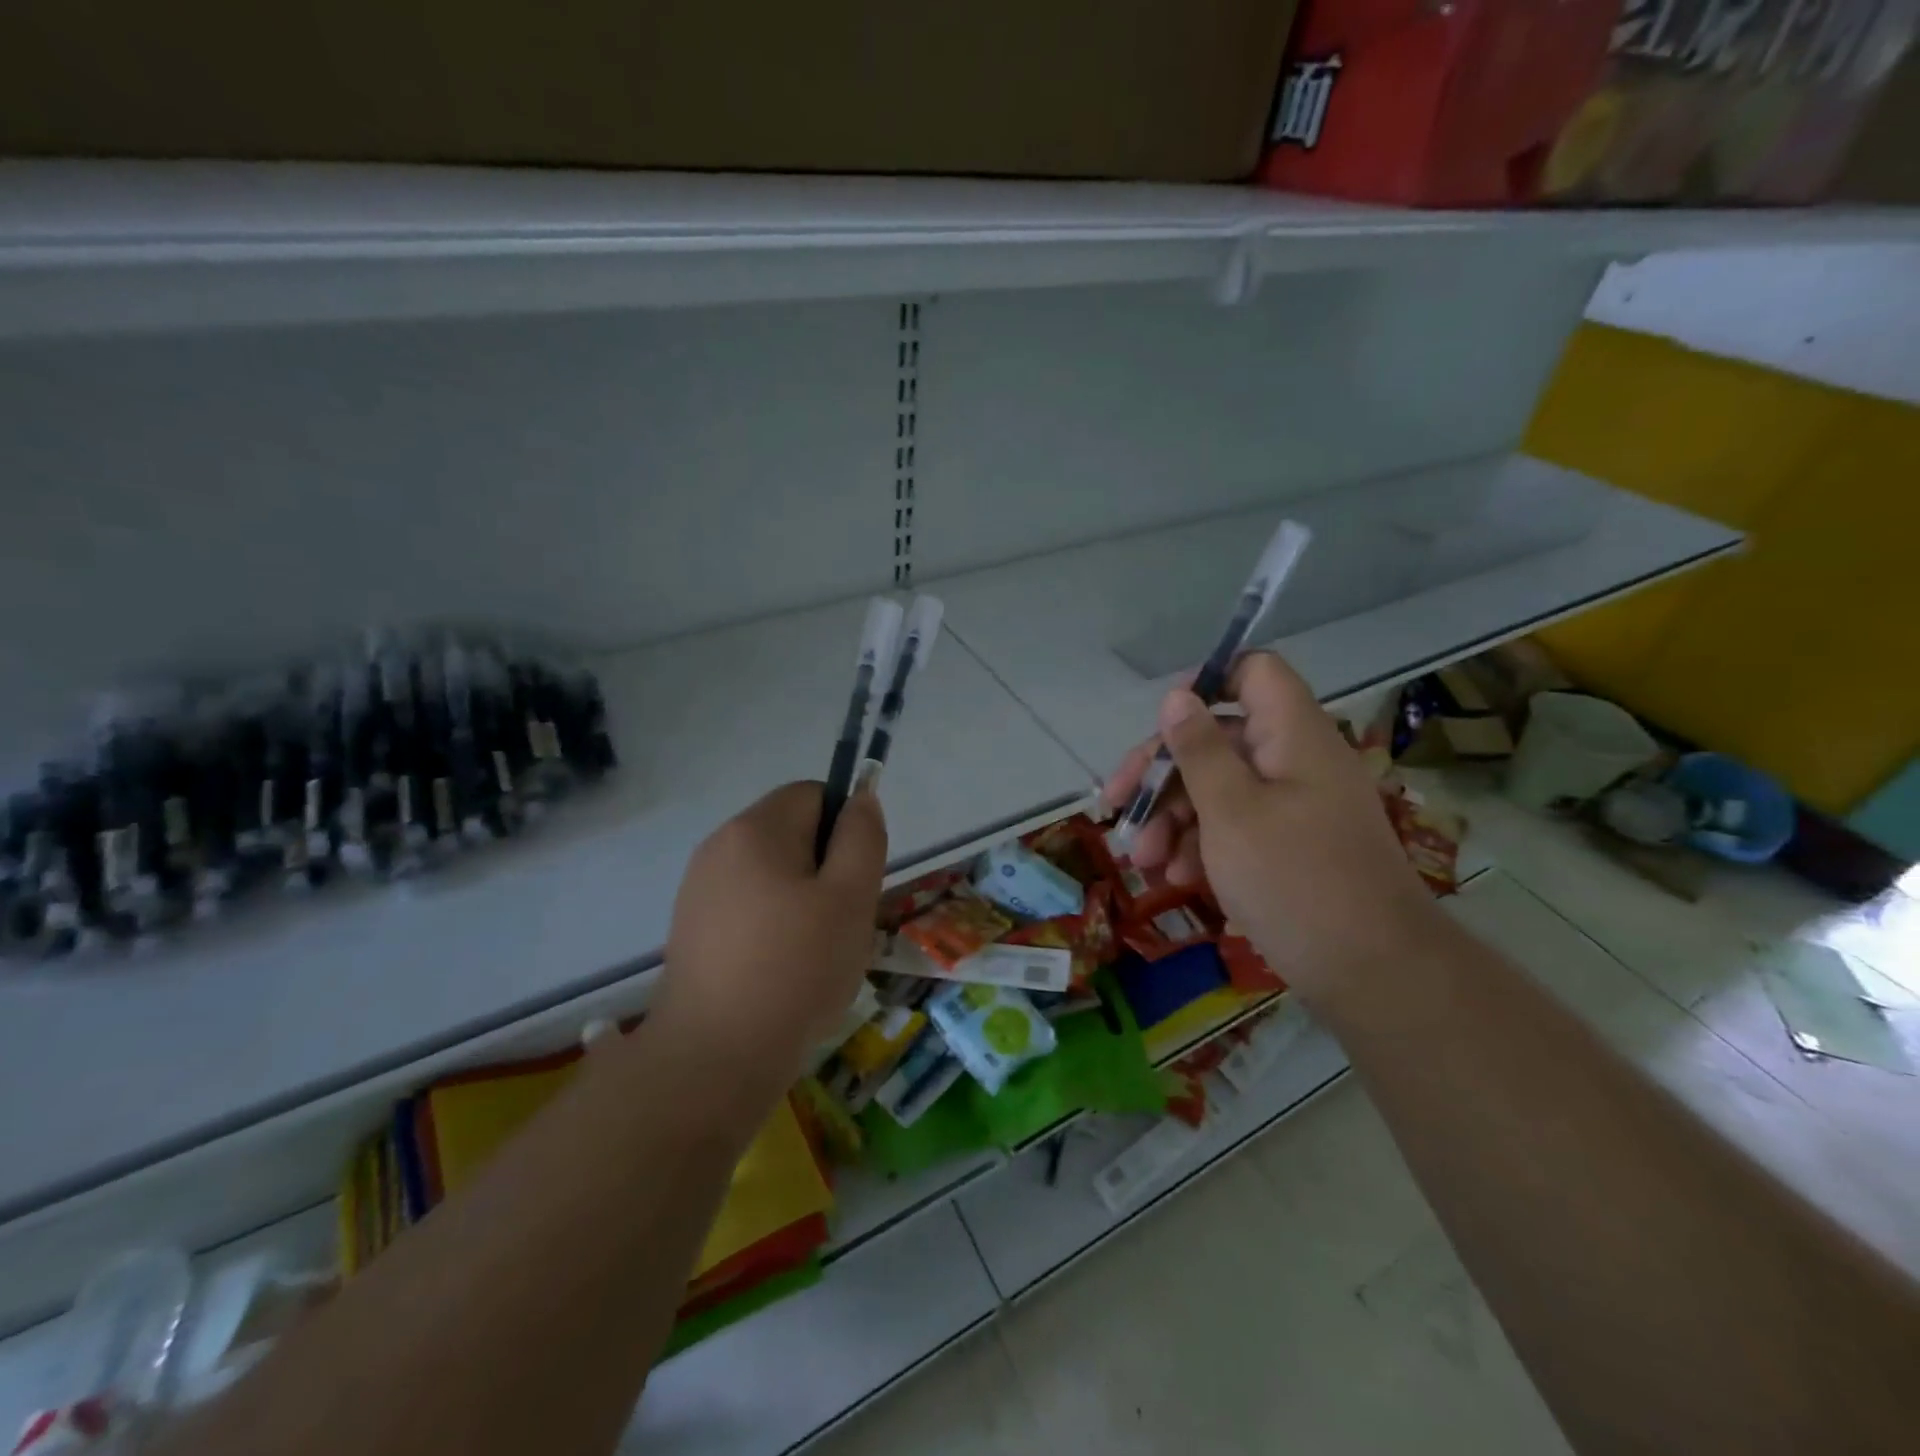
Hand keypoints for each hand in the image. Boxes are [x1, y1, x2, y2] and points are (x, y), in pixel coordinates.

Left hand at [656, 781, 886, 1101]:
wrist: (714, 1059)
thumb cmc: (796, 969)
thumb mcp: (852, 897)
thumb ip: (863, 837)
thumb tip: (861, 798)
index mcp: (755, 829)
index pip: (815, 795)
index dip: (844, 830)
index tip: (853, 882)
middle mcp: (719, 847)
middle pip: (793, 835)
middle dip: (825, 870)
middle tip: (839, 925)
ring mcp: (699, 890)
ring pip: (774, 876)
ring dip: (803, 904)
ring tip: (813, 956)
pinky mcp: (692, 930)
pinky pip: (749, 909)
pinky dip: (773, 929)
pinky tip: (780, 975)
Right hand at [1103, 652, 1440, 997]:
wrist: (1375, 975)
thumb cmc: (1295, 881)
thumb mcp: (1231, 811)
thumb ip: (1199, 750)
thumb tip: (1178, 696)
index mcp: (1292, 736)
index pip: (1253, 672)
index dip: (1206, 684)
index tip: (1161, 724)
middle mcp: (1294, 761)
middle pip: (1218, 739)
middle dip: (1163, 775)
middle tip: (1118, 808)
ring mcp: (1293, 807)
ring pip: (1219, 788)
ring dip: (1173, 819)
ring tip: (1144, 862)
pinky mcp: (1289, 847)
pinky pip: (1235, 827)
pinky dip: (1201, 846)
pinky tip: (1176, 878)